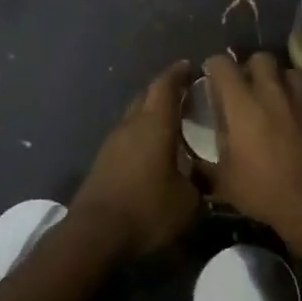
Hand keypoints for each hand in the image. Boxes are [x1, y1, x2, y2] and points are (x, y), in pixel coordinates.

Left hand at [71, 60, 198, 255]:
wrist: (95, 233)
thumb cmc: (147, 209)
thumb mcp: (189, 202)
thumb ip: (201, 183)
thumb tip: (206, 178)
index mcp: (155, 124)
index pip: (166, 85)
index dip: (179, 73)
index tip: (191, 67)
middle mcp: (132, 124)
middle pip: (147, 95)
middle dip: (166, 90)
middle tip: (186, 94)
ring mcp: (113, 141)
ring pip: (135, 115)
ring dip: (152, 112)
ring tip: (173, 121)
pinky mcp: (103, 160)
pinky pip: (127, 135)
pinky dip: (142, 132)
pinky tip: (153, 148)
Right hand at [203, 53, 301, 245]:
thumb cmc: (265, 191)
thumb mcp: (225, 183)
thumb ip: (206, 166)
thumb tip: (192, 164)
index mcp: (242, 105)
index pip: (223, 65)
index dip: (214, 66)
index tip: (210, 76)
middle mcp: (272, 95)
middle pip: (261, 58)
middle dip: (250, 66)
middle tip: (243, 85)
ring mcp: (300, 104)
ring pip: (289, 72)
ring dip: (277, 79)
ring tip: (270, 97)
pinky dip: (295, 102)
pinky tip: (291, 123)